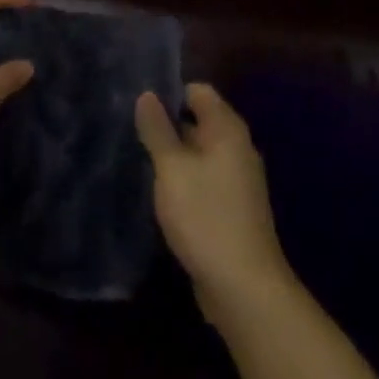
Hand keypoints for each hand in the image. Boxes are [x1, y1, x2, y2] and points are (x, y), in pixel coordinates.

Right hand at [135, 82, 294, 329]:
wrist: (244, 287)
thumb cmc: (205, 216)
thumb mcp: (172, 169)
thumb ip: (158, 130)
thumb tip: (147, 94)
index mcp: (227, 128)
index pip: (197, 91)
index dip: (169, 94)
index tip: (140, 110)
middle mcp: (238, 146)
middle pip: (199, 121)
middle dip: (169, 127)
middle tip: (134, 137)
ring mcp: (239, 179)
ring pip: (201, 154)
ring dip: (176, 158)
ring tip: (142, 165)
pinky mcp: (235, 208)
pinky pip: (207, 180)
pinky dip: (187, 183)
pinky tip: (164, 198)